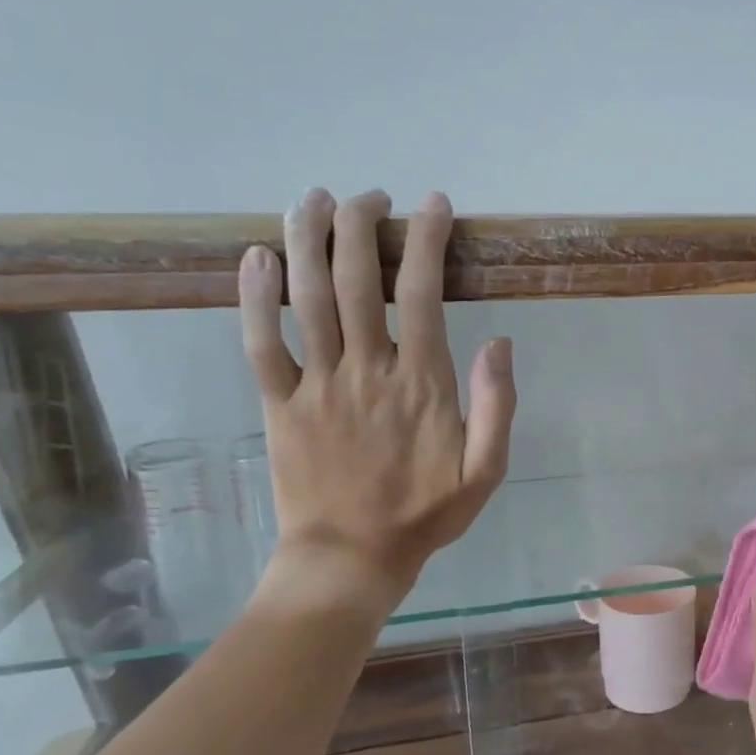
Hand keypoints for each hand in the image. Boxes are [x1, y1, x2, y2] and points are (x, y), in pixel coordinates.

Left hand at [238, 188, 516, 614]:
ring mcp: (318, 385)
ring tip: (311, 200)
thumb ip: (498, 406)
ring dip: (307, 242)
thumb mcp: (486, 470)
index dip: (427, 241)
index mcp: (422, 383)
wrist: (351, 559)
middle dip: (362, 225)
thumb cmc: (425, 514)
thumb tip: (500, 343)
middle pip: (358, 280)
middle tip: (368, 195)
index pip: (423, 293)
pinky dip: (254, 298)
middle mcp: (367, 370)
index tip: (433, 206)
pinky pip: (260, 343)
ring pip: (308, 299)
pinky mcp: (280, 404)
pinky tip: (255, 258)